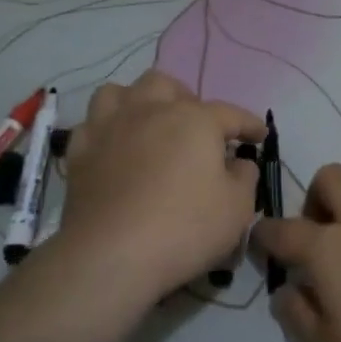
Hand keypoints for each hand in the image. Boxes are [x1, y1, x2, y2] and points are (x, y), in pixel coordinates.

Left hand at [56, 70, 265, 304]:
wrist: (111, 255)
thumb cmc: (184, 228)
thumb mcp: (237, 208)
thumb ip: (245, 177)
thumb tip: (239, 163)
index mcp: (194, 119)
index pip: (230, 113)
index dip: (249, 124)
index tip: (260, 135)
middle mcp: (150, 110)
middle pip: (167, 85)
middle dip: (185, 100)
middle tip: (195, 129)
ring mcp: (110, 127)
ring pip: (120, 92)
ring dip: (137, 103)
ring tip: (147, 125)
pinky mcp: (80, 152)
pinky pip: (91, 124)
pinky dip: (105, 131)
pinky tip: (113, 148)